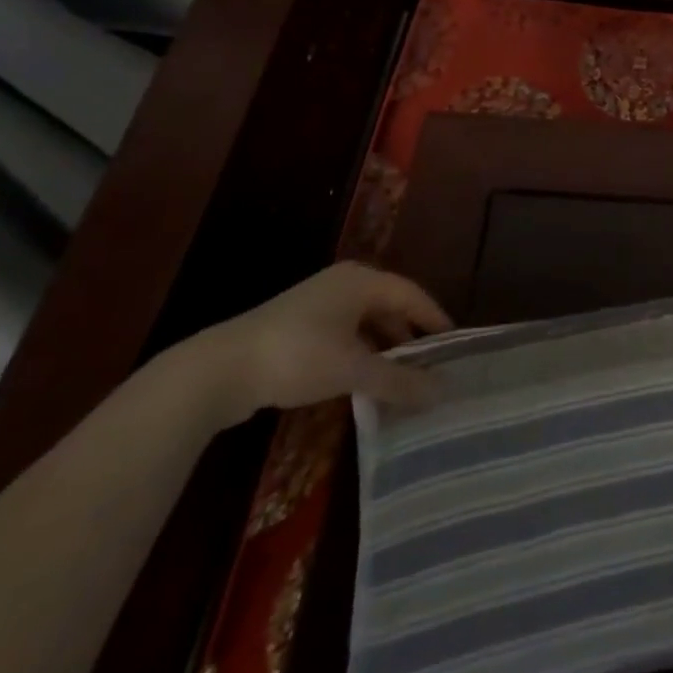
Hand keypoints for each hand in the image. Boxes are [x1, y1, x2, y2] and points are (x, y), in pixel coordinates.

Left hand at [186, 263, 453, 423]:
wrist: (217, 371)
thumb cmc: (297, 356)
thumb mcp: (353, 370)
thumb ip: (399, 380)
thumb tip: (442, 391)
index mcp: (362, 280)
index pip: (412, 294)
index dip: (435, 318)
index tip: (454, 344)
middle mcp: (343, 283)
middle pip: (389, 306)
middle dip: (409, 336)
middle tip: (430, 365)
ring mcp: (317, 303)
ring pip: (364, 323)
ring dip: (383, 348)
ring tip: (400, 378)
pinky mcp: (295, 326)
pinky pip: (343, 335)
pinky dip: (359, 354)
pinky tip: (361, 380)